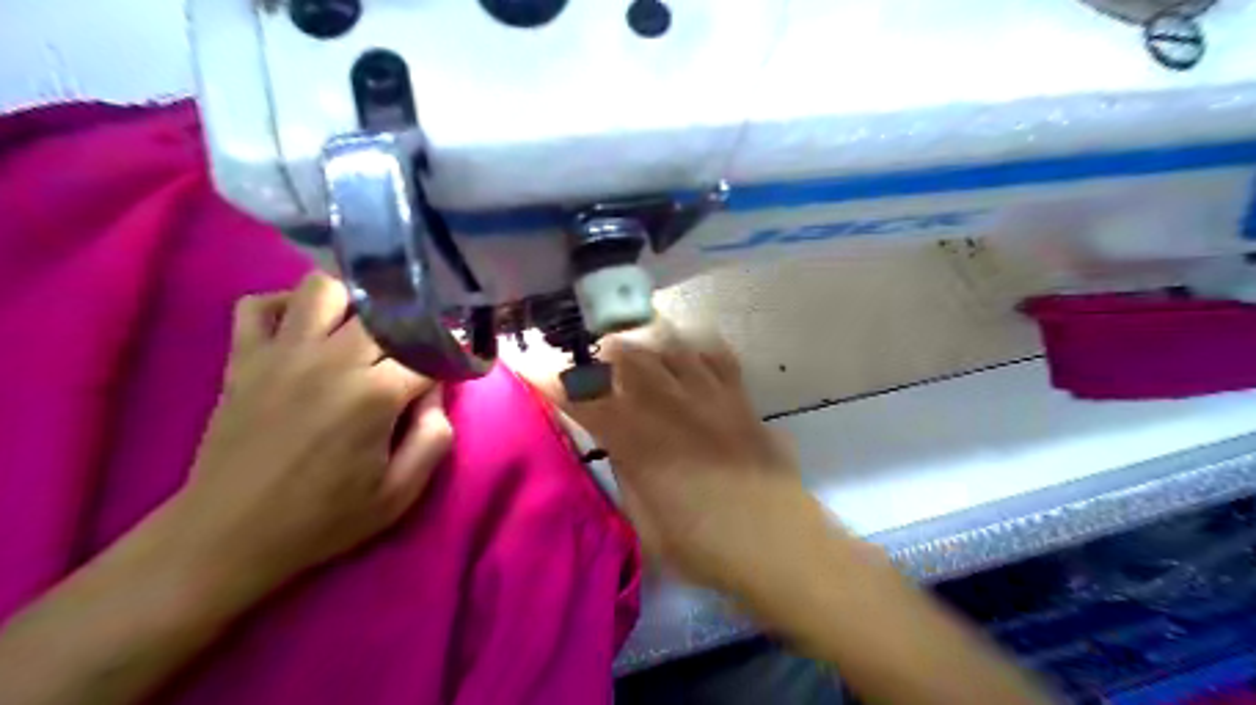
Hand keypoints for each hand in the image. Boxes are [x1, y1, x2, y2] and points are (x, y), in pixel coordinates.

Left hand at [167, 274, 452, 592]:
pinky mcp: (242, 358)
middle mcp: (330, 360)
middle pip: (385, 309)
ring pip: (324, 287)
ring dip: (353, 300)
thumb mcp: (400, 493)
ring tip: (365, 327)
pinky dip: (286, 305)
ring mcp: (281, 353)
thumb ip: (435, 437)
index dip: (448, 356)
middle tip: (417, 346)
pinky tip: (306, 330)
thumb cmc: (323, 518)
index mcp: (374, 395)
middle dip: (411, 322)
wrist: (227, 536)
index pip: (429, 351)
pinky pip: (259, 304)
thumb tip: (435, 392)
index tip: (454, 367)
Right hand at [544, 322, 832, 597]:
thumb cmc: (703, 546)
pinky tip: (687, 356)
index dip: (550, 378)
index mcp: (635, 439)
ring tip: (636, 352)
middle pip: (624, 352)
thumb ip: (627, 474)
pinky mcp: (738, 395)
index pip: (581, 396)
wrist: (776, 542)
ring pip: (667, 342)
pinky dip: (694, 348)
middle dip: (599, 352)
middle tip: (593, 364)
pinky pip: (714, 353)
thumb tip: (618, 445)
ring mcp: (706, 393)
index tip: (530, 366)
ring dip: (643, 342)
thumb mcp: (644, 521)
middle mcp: (666, 404)